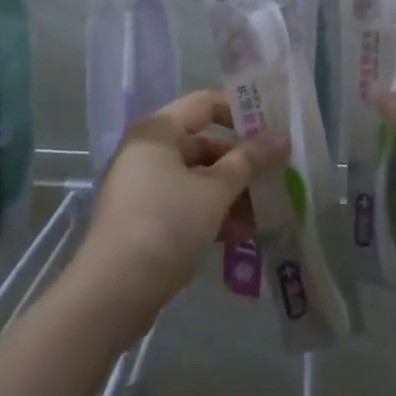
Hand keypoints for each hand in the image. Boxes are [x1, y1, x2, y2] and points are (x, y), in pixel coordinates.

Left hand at [72, 90, 286, 338]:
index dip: (241, 114)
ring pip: (197, 178)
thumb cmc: (167, 223)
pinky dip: (210, 213)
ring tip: (262, 217)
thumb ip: (250, 160)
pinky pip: (185, 203)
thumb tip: (282, 136)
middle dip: (241, 165)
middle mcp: (147, 150)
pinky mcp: (143, 218)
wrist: (113, 291)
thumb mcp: (215, 190)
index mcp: (158, 130)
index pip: (206, 104)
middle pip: (204, 144)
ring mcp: (142, 185)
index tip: (274, 132)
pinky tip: (238, 235)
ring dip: (230, 194)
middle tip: (277, 180)